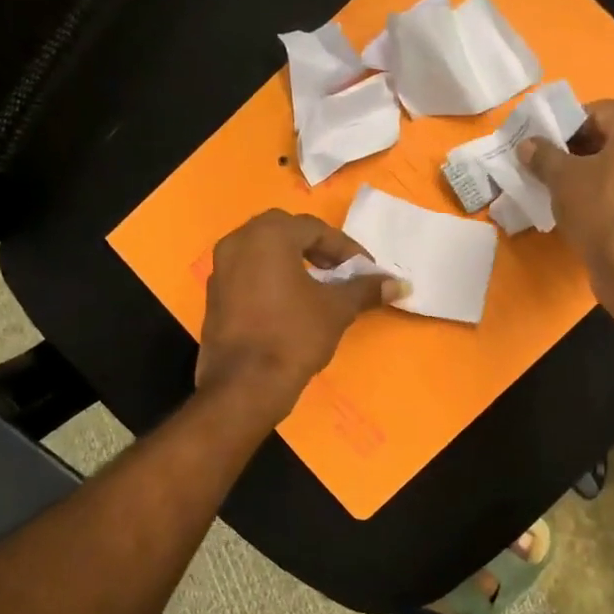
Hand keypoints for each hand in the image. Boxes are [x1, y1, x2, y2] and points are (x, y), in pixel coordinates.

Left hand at [196, 211, 402, 417]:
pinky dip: (271, 277)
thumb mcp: (337, 310)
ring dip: (293, 261)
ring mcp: (221, 268)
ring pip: (263, 251)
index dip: (346, 249)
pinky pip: (248, 272)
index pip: (315, 229)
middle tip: (340, 271)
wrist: (245, 384)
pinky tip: (291, 303)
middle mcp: (238, 242)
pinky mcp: (214, 295)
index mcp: (268, 236)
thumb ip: (365, 290)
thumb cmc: (294, 336)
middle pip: (285, 232)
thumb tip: (399, 284)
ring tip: (319, 287)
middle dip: (316, 248)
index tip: (366, 271)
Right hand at [519, 99, 613, 296]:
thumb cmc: (599, 210)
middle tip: (552, 167)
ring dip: (598, 174)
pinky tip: (590, 212)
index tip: (546, 144)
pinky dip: (613, 195)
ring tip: (568, 191)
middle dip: (581, 151)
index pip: (600, 111)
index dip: (568, 125)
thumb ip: (544, 156)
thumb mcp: (562, 179)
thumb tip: (527, 145)